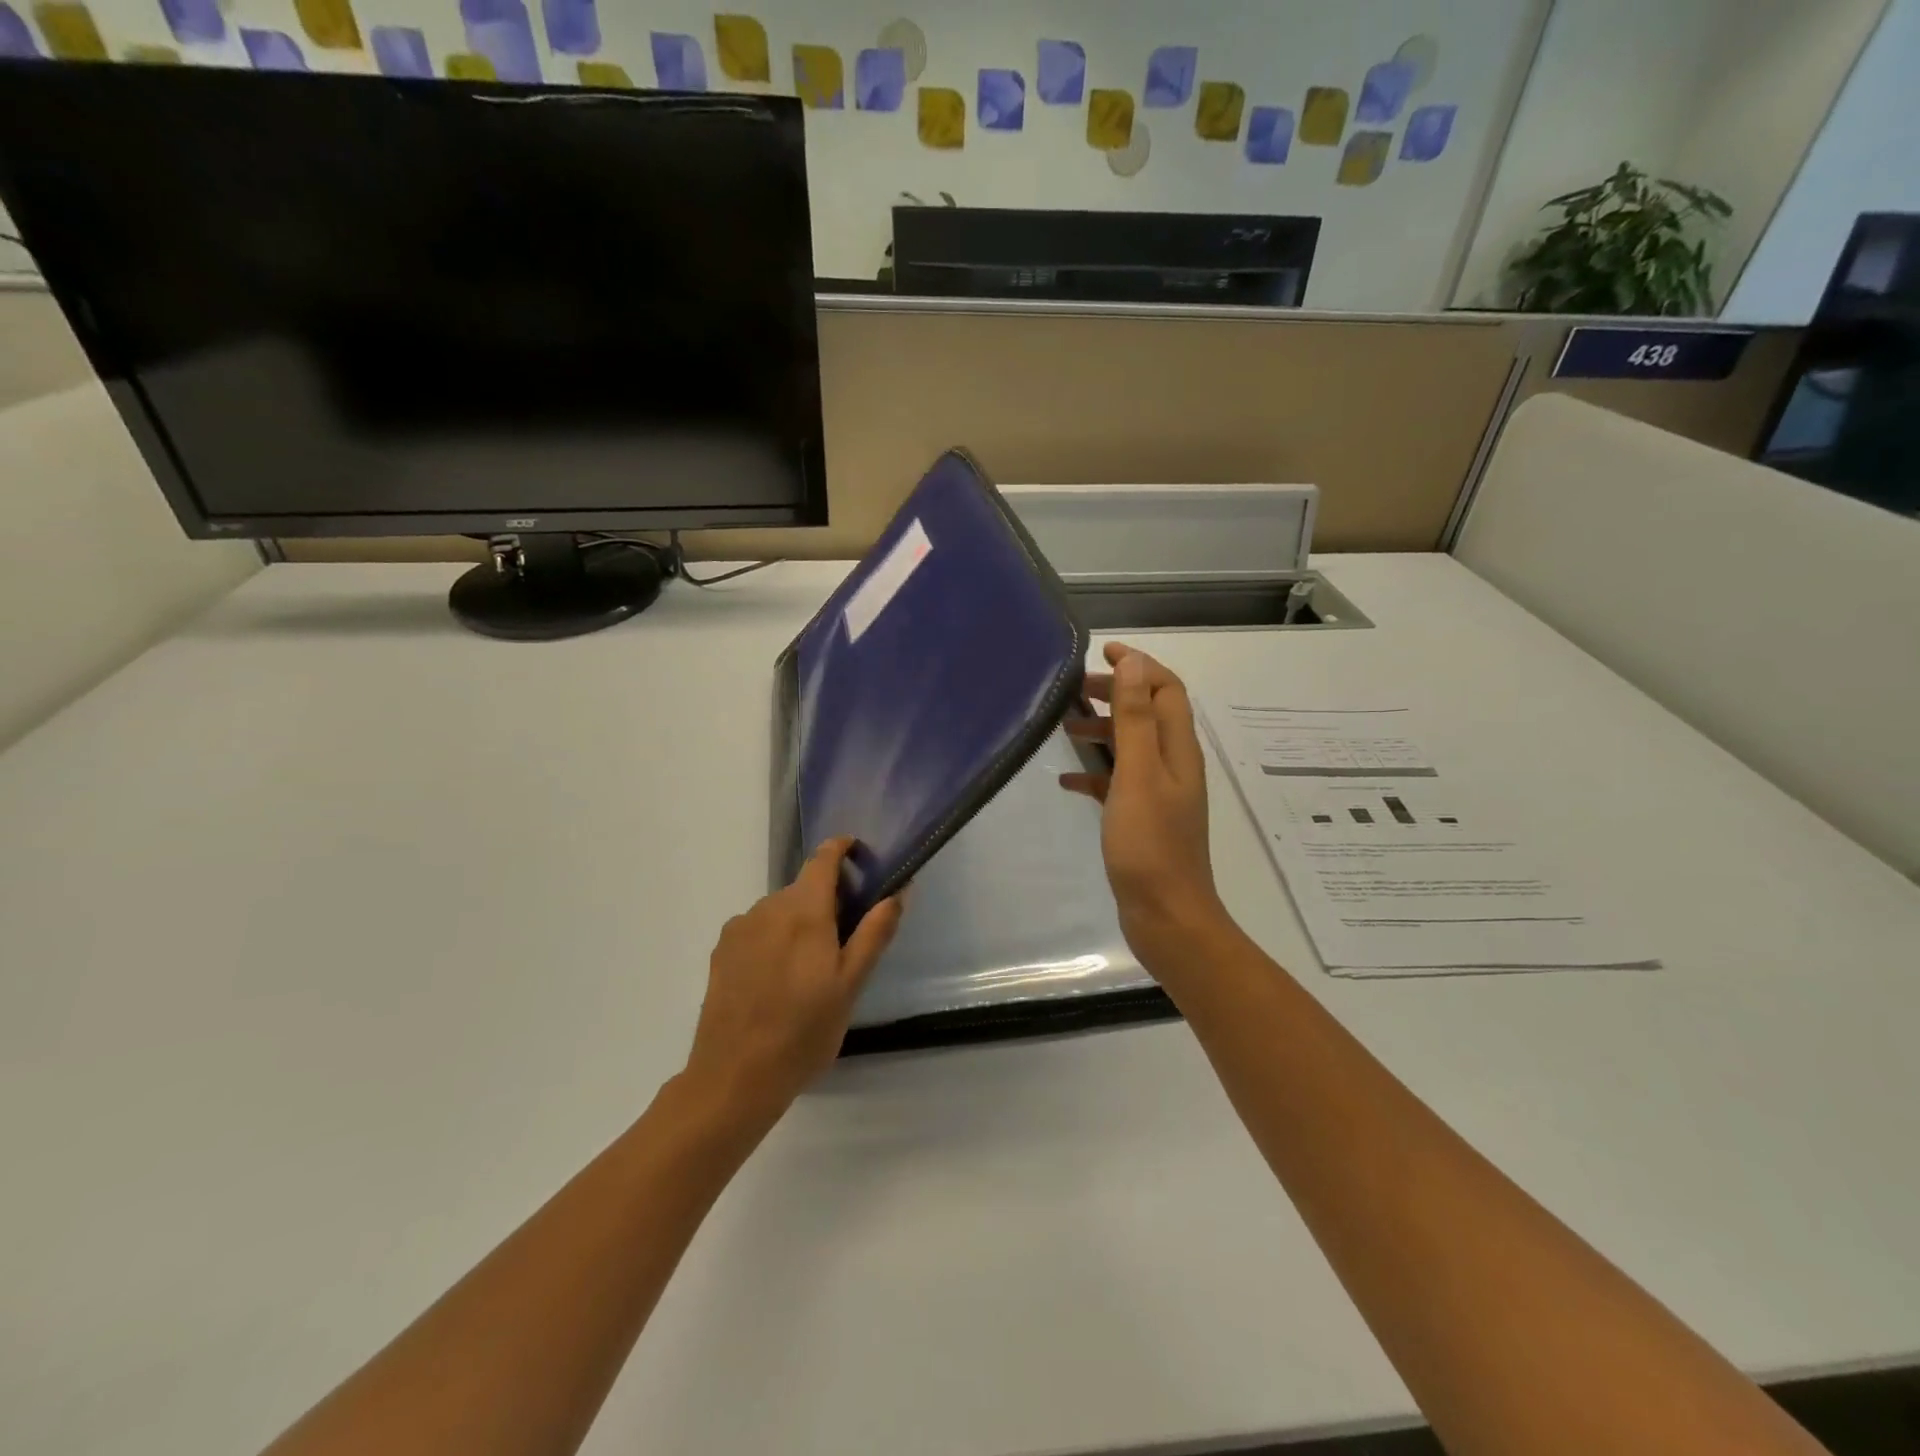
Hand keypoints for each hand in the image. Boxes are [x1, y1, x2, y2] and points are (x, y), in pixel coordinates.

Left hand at [682, 838, 902, 1130]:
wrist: (734, 1078)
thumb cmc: (803, 1032)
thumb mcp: (851, 985)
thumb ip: (874, 933)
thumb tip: (898, 891)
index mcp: (804, 910)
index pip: (823, 859)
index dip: (842, 849)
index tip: (859, 855)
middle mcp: (768, 907)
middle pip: (803, 888)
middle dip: (826, 901)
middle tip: (844, 940)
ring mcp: (740, 929)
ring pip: (779, 910)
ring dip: (798, 922)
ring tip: (809, 969)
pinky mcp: (721, 951)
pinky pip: (757, 929)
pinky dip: (774, 939)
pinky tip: (777, 979)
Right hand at [1062, 644, 1233, 977]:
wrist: (1166, 915)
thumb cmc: (1149, 843)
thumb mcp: (1138, 773)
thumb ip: (1135, 718)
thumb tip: (1134, 663)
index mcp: (1178, 749)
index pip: (1165, 689)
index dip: (1138, 666)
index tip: (1102, 652)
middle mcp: (1173, 765)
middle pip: (1148, 714)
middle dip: (1115, 694)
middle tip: (1072, 690)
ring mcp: (1159, 793)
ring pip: (1131, 746)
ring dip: (1102, 730)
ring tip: (1064, 727)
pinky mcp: (1142, 819)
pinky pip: (1118, 782)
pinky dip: (1095, 772)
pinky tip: (1066, 780)